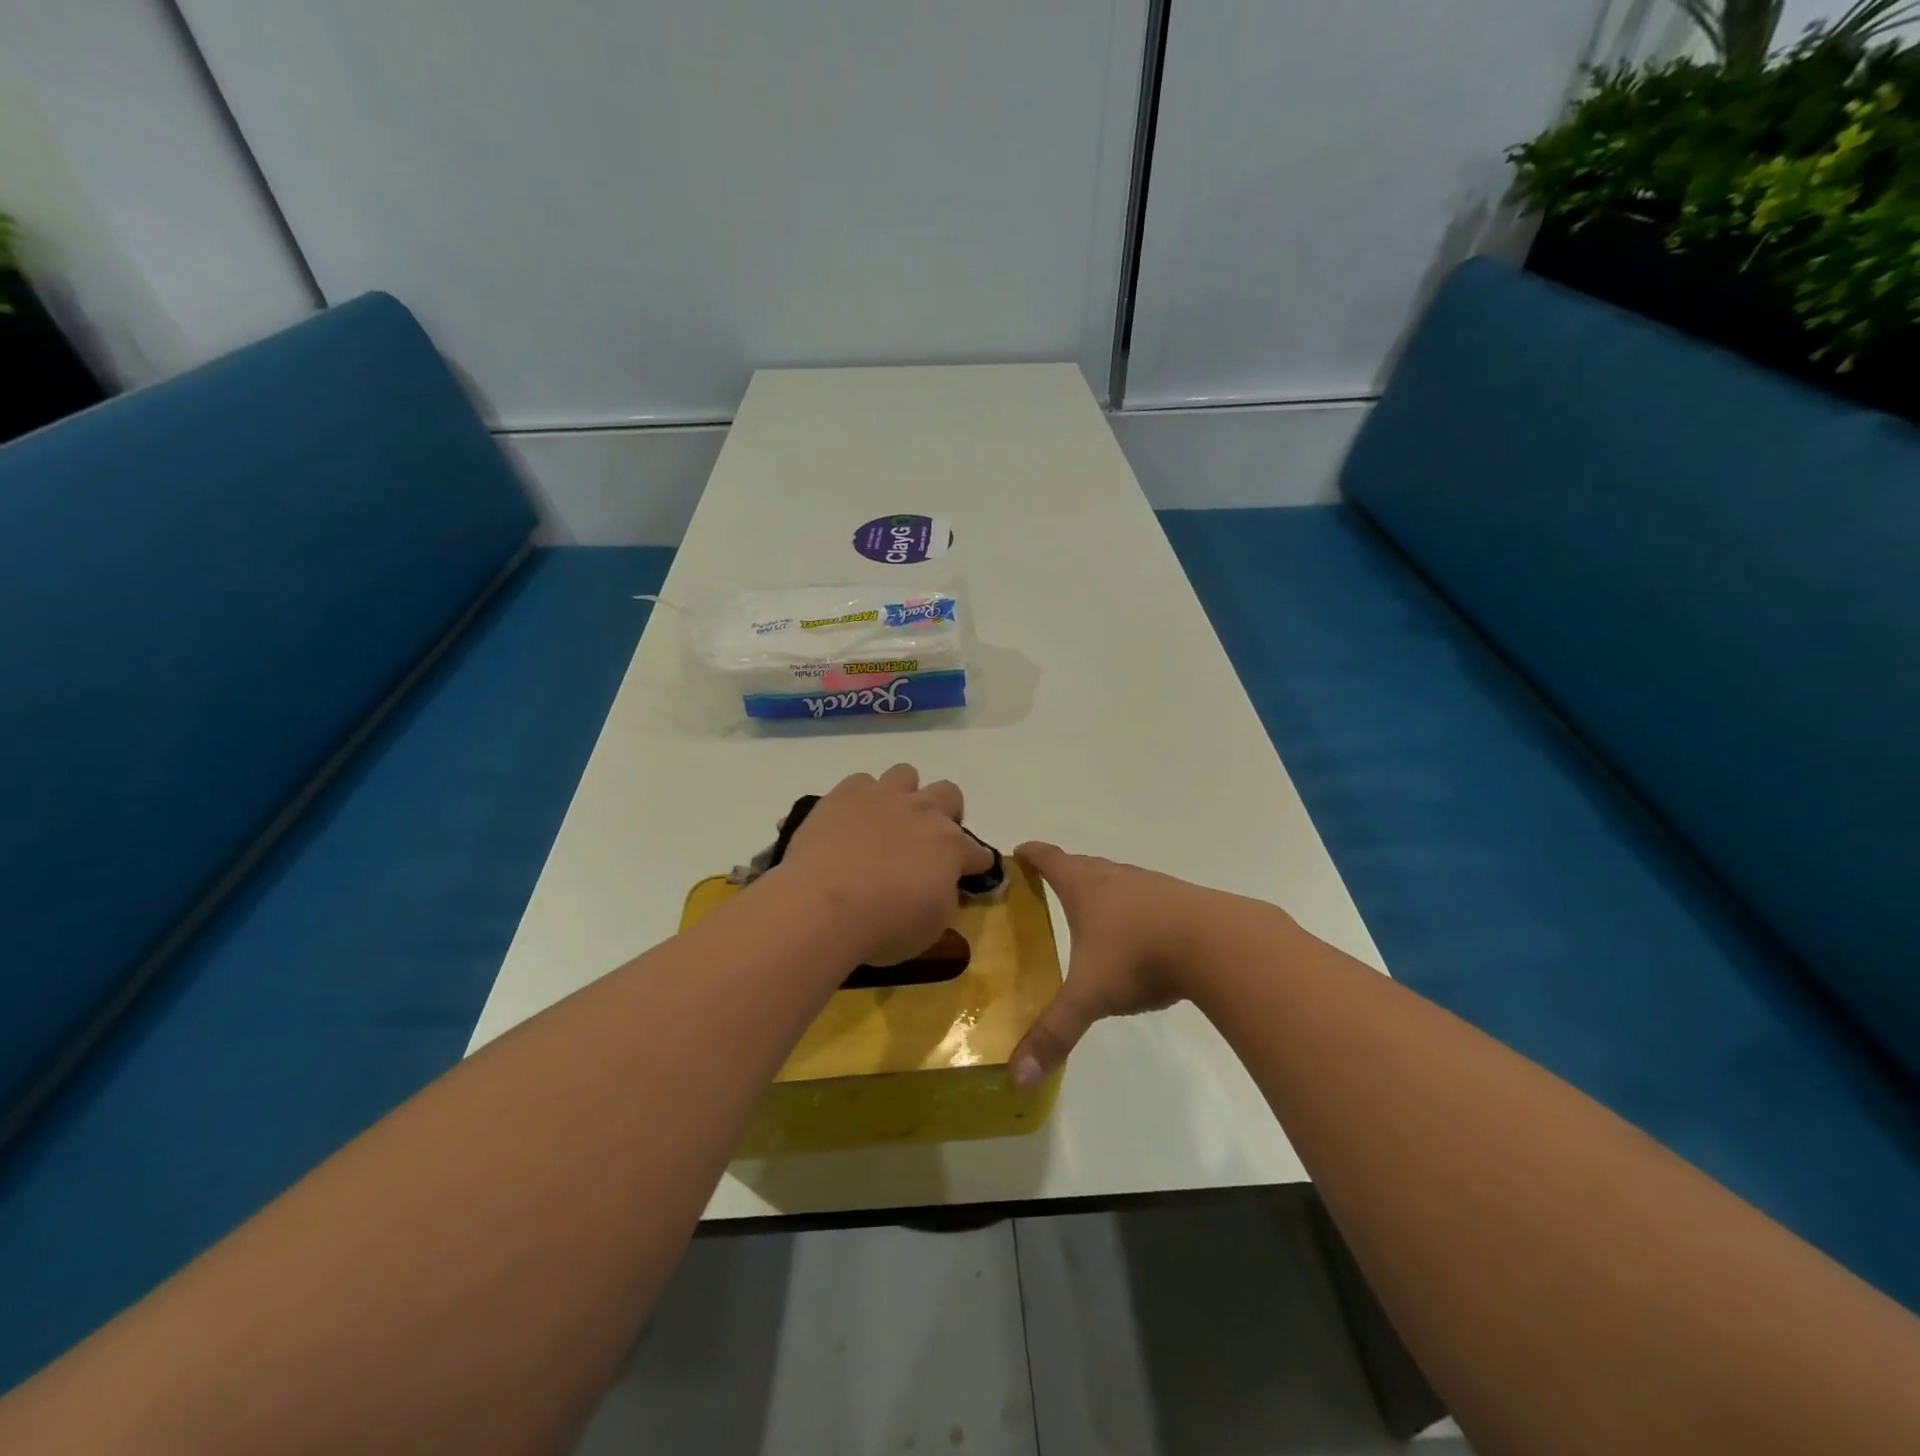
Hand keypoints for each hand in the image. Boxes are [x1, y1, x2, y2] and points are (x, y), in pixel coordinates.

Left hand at [775, 764, 994, 967]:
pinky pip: (861, 782)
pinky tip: (851, 821)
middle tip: (928, 839)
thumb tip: (941, 884)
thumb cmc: (884, 926)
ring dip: (904, 794)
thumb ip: (944, 896)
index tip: (971, 873)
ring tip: (888, 820)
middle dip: (946, 812)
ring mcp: (883, 797)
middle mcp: (923, 811)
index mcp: (950, 846)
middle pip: (949, 794)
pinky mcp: (844, 794)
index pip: (978, 851)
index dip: (977, 863)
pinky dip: (861, 799)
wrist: (823, 906)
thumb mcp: (931, 926)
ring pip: (906, 774)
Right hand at [1009, 844, 1241, 1086]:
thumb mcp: (1090, 997)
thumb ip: (1054, 1033)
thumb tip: (1017, 1076)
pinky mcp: (1181, 901)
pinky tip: (1141, 933)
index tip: (1019, 851)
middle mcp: (1116, 878)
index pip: (1050, 860)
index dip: (1032, 855)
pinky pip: (1148, 898)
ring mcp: (1152, 886)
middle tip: (1048, 884)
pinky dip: (1134, 908)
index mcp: (1085, 888)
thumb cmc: (1140, 957)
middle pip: (1083, 865)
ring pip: (1118, 880)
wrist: (1218, 943)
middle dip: (1064, 871)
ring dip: (1102, 888)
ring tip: (1092, 909)